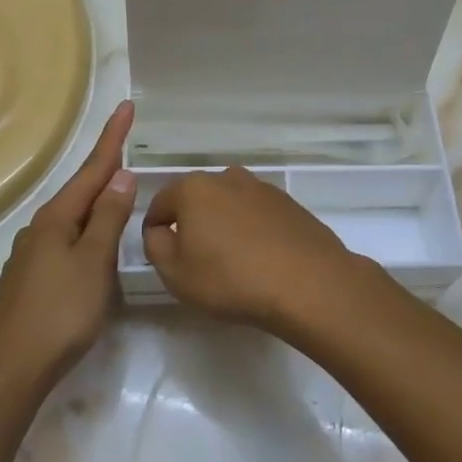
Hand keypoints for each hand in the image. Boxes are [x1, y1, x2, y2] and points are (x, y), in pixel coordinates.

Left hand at [0, 101, 135, 387]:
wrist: (7, 371)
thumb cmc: (58, 314)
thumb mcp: (93, 264)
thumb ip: (107, 219)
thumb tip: (121, 177)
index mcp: (56, 219)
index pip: (92, 169)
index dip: (113, 139)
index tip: (126, 106)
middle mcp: (40, 229)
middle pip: (80, 190)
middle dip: (104, 166)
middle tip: (126, 142)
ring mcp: (31, 255)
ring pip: (71, 217)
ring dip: (95, 198)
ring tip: (116, 188)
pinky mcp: (29, 280)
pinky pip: (65, 240)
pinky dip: (85, 228)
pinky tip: (91, 241)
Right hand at [142, 167, 376, 329]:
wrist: (307, 283)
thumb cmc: (231, 279)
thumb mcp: (175, 273)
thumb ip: (155, 245)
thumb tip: (159, 230)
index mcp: (193, 188)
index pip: (160, 203)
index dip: (154, 229)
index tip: (161, 255)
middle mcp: (227, 177)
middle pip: (196, 199)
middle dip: (190, 224)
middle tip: (195, 260)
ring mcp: (261, 188)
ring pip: (228, 204)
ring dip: (223, 225)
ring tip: (230, 260)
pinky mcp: (288, 203)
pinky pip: (256, 214)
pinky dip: (251, 230)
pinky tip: (260, 258)